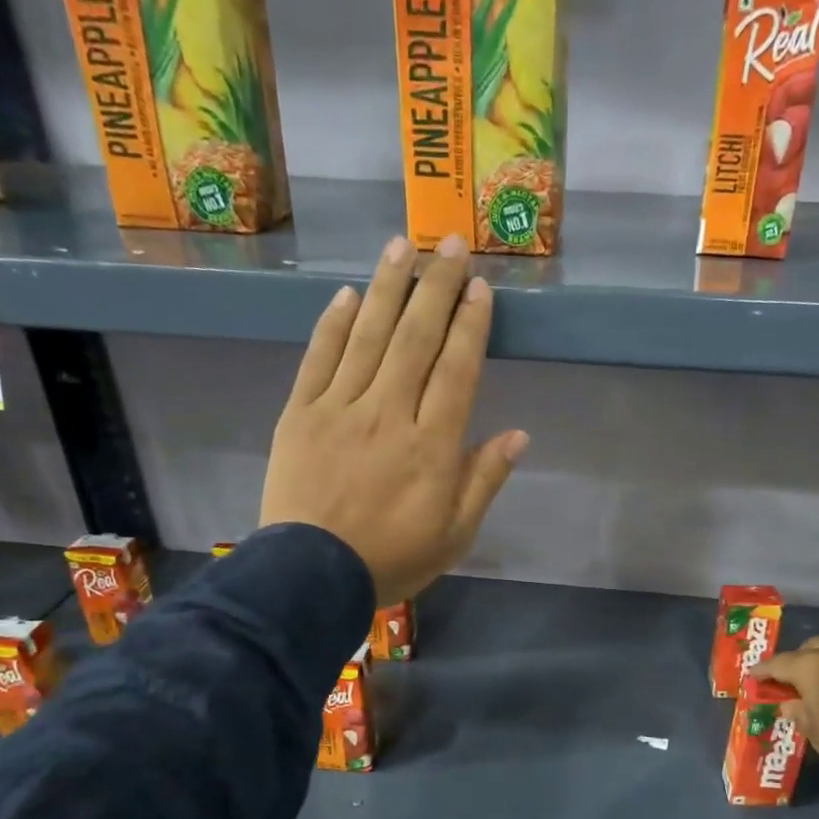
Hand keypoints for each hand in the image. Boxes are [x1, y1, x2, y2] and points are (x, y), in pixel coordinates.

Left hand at [260, 234, 528, 603]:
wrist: (311, 577)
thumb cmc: (391, 560)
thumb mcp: (454, 535)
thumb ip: (483, 481)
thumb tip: (518, 434)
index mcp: (432, 445)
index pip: (457, 370)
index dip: (471, 324)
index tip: (480, 286)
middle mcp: (389, 413)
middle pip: (417, 339)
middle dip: (437, 286)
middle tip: (450, 242)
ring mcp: (340, 409)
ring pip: (368, 336)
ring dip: (388, 288)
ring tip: (402, 245)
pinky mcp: (299, 414)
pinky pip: (318, 359)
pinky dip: (332, 324)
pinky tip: (347, 294)